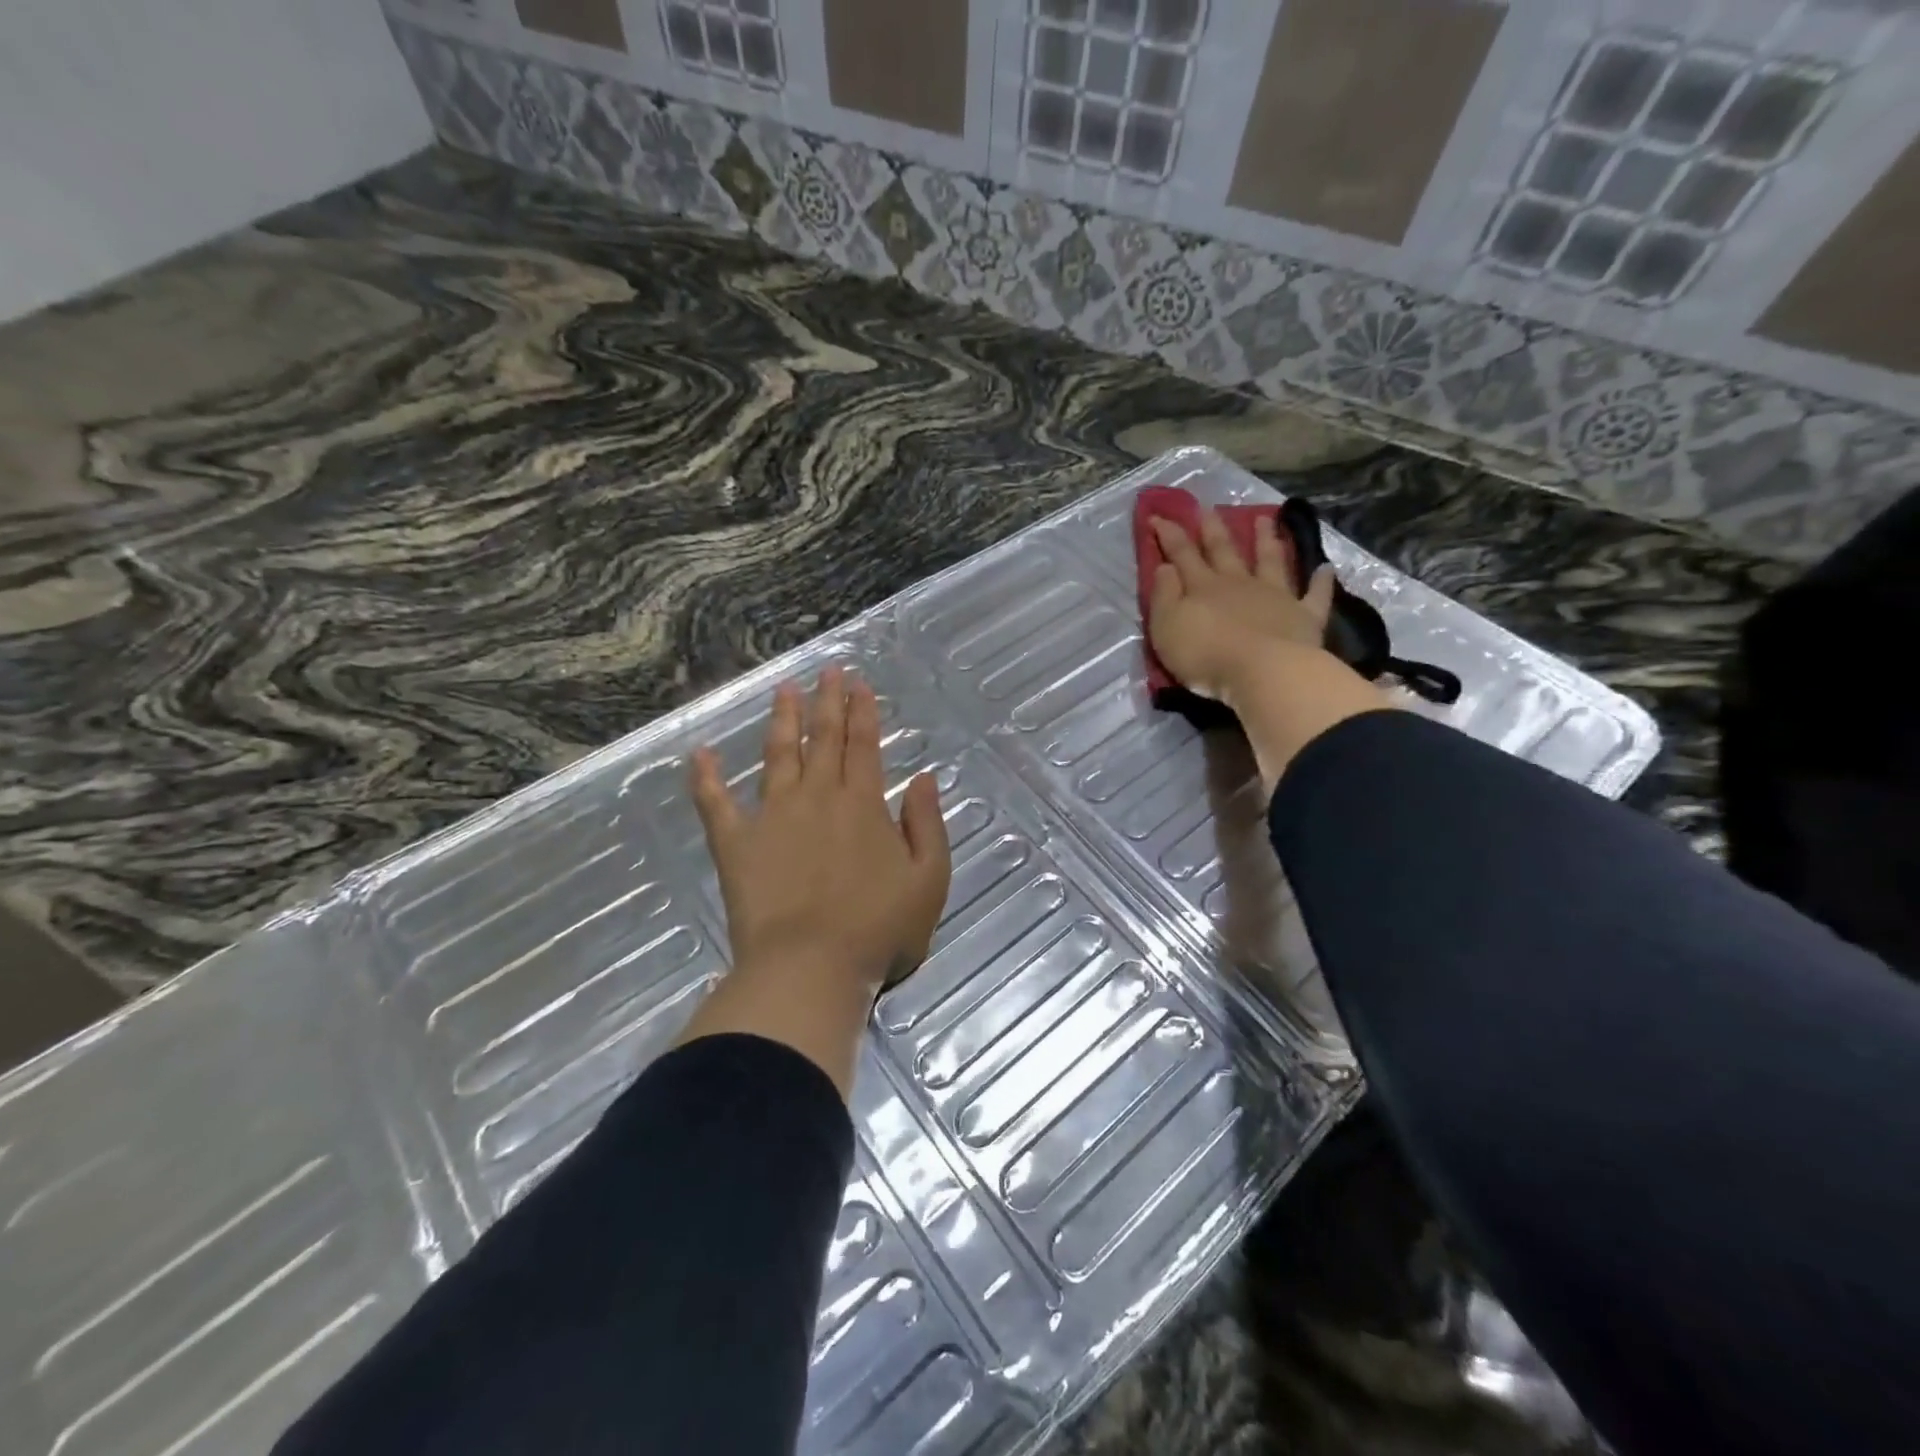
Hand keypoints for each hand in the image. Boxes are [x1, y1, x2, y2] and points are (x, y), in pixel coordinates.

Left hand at [690, 667, 951, 997]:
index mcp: (863, 805)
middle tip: (827, 670)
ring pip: (777, 755)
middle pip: (823, 739)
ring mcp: (772, 816)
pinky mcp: (736, 844)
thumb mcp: (928, 880)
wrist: (810, 968)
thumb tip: (922, 778)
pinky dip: (705, 777)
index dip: (863, 711)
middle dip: (827, 702)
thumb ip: (927, 825)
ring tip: (783, 690)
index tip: (858, 682)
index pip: (864, 745)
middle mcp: (817, 797)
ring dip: (781, 720)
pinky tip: (699, 752)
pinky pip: (715, 803)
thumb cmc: (877, 930)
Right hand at [1147, 510, 1334, 705]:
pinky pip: (1315, 594)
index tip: (1158, 516)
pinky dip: (1320, 581)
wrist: (1263, 673)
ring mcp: (1275, 596)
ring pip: (1270, 561)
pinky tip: (1325, 568)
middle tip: (1208, 508)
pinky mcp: (1304, 616)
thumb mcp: (1167, 628)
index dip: (1169, 535)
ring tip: (1265, 519)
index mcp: (1203, 587)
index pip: (1182, 554)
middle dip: (1214, 529)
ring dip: (1266, 540)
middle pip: (1224, 550)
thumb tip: (1164, 567)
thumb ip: (1164, 596)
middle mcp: (1239, 583)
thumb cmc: (1206, 654)